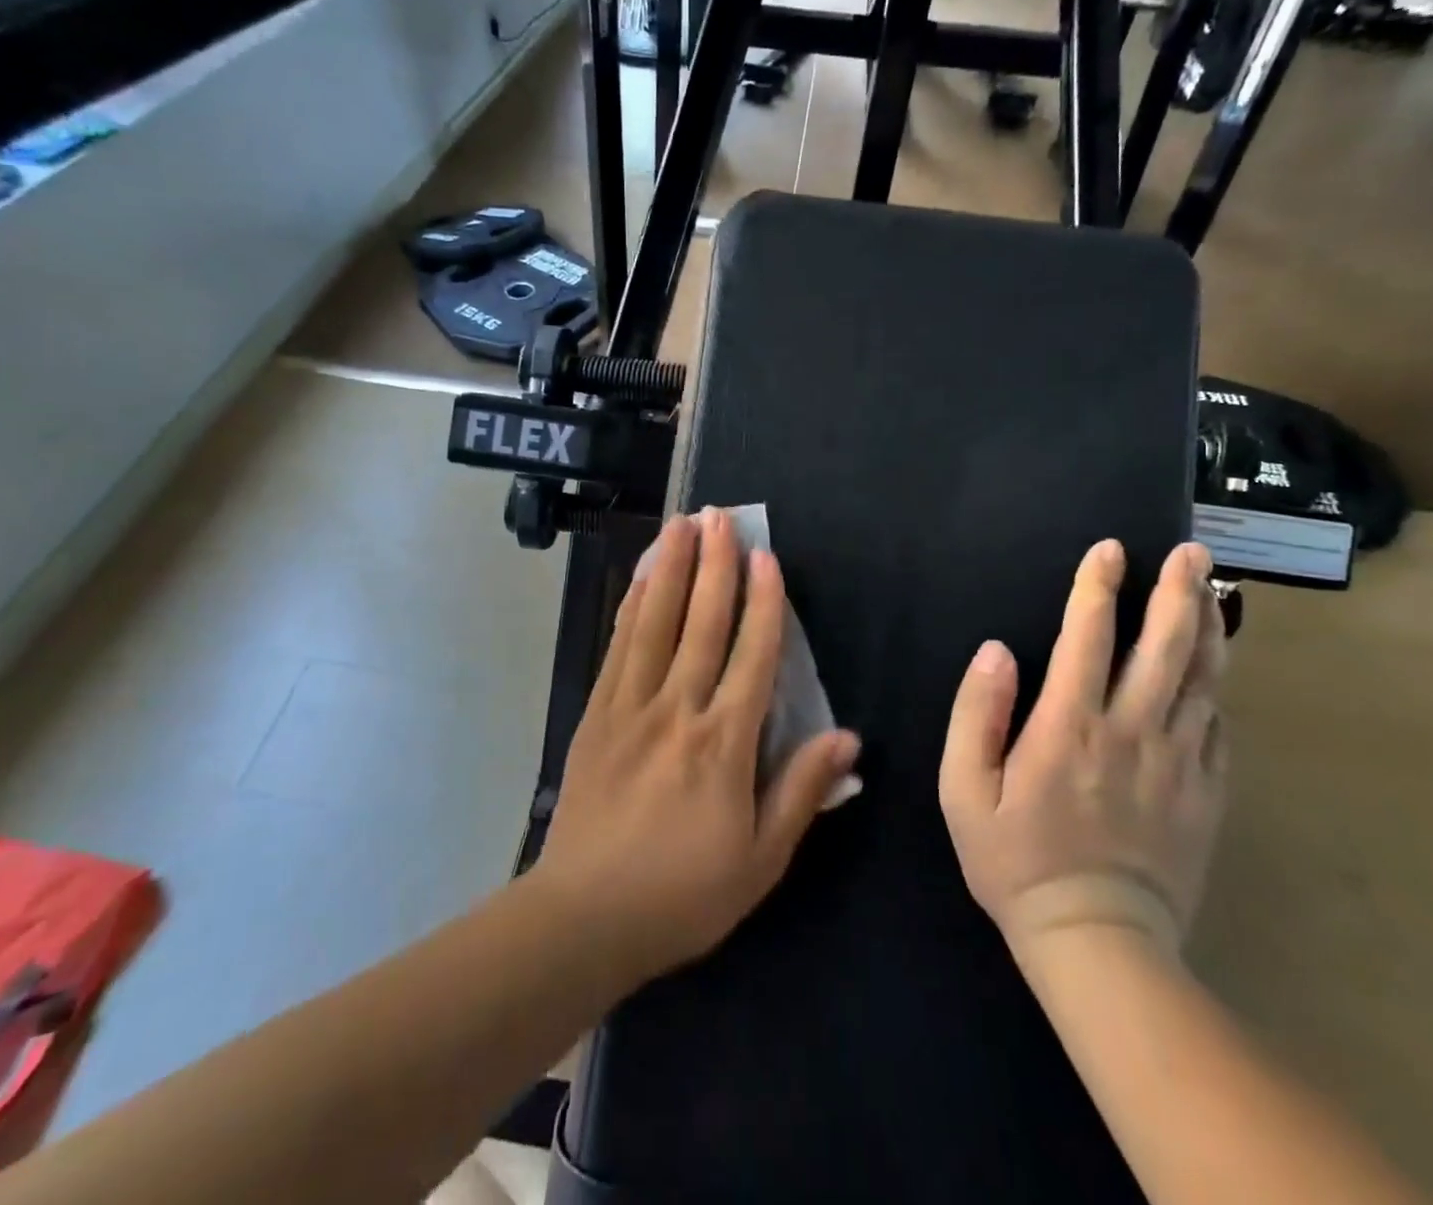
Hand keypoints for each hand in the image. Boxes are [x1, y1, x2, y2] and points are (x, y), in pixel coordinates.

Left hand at [534, 511, 860, 982]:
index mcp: (724, 743)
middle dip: (714, 565)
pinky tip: (638, 577)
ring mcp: (630, 706)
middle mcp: (678, 710)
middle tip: (720, 516)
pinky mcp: (596, 713)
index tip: (767, 558)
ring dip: (670, 568)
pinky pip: (618, 646)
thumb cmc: (683, 894)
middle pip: (701, 623)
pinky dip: (631, 605)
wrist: (585, 916)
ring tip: (679, 525)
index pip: (752, 656)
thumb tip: (847, 737)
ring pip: (655, 622)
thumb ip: (802, 791)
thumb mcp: (761, 859)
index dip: (764, 603)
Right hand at [939, 540, 1227, 957]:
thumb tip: (996, 650)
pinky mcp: (1205, 795)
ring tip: (1213, 589)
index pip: (1087, 638)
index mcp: (1069, 727)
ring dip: (1208, 629)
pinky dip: (1218, 690)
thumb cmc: (1015, 860)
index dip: (1097, 587)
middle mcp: (1131, 733)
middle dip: (1177, 592)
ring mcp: (1177, 764)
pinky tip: (1215, 671)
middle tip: (1191, 551)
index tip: (1110, 550)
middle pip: (1164, 648)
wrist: (1097, 941)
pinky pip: (1218, 729)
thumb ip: (977, 714)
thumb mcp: (965, 790)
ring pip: (1202, 681)